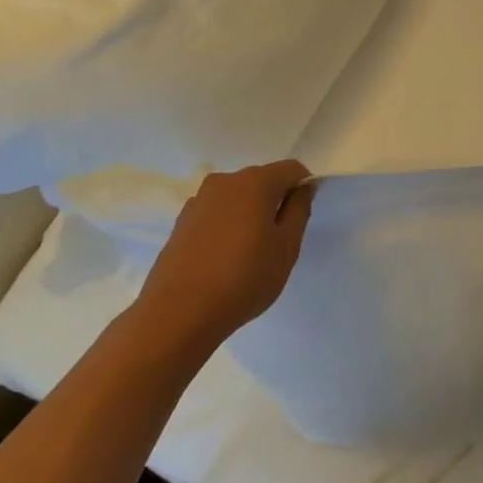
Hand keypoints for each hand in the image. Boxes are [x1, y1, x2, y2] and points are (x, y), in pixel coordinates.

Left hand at [135, 161, 314, 350]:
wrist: (178, 313)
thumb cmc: (243, 278)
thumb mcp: (286, 247)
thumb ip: (299, 210)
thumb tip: (303, 188)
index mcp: (255, 182)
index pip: (292, 169)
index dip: (304, 187)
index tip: (301, 218)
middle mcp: (225, 181)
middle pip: (262, 180)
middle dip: (275, 201)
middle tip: (278, 240)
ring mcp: (199, 200)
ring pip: (237, 197)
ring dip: (249, 214)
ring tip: (248, 253)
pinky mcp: (181, 221)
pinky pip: (216, 213)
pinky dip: (226, 225)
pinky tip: (222, 258)